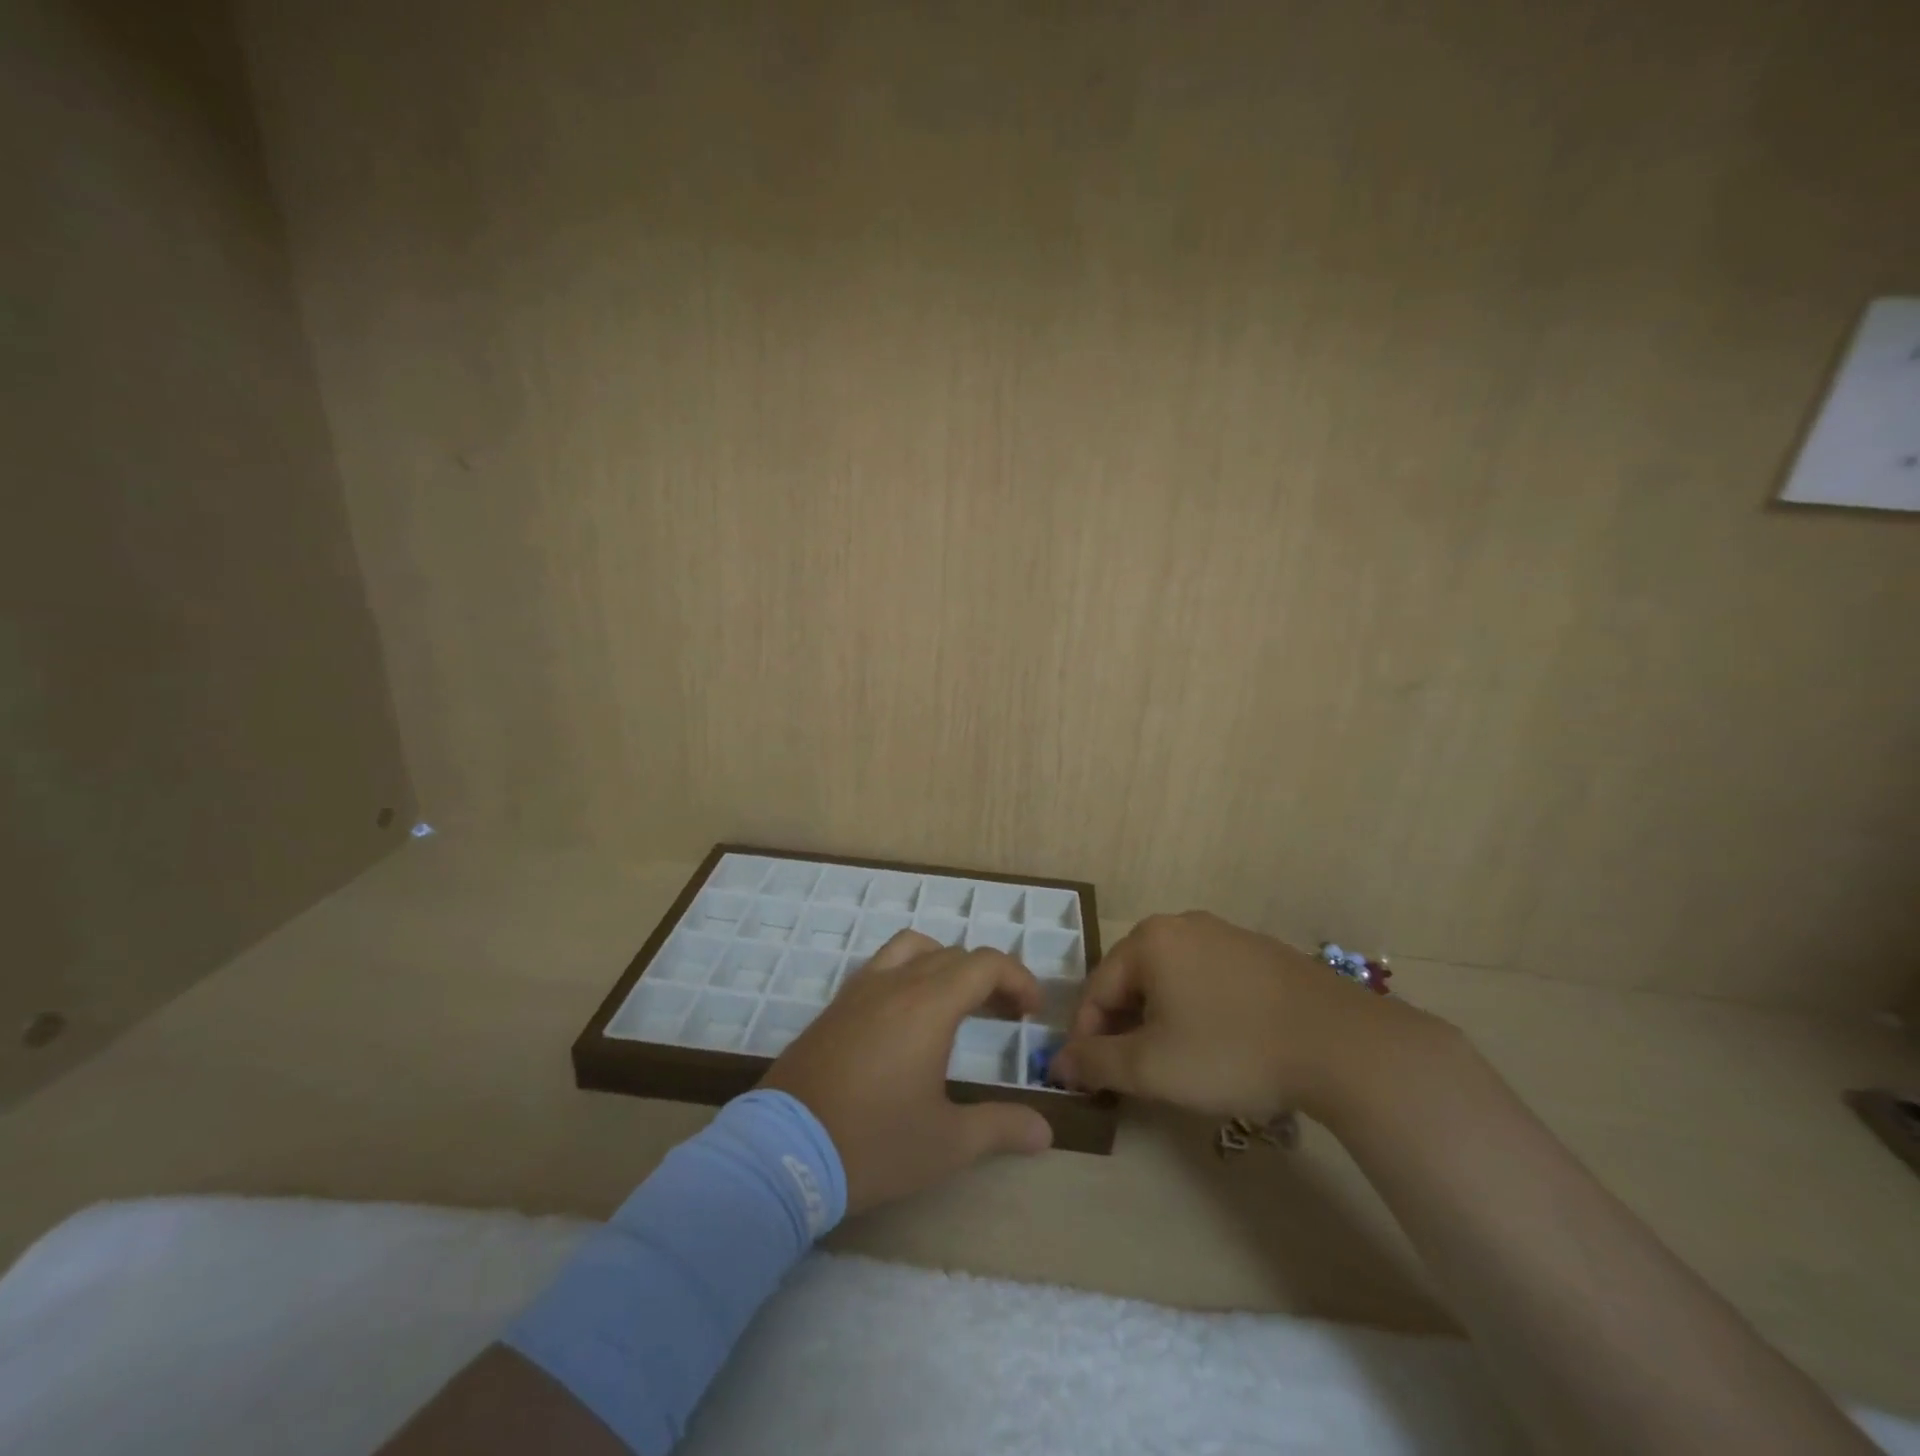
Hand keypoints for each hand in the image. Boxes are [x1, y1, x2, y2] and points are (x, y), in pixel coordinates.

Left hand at [760, 931, 1053, 1213]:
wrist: (783, 1152)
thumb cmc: (873, 1143)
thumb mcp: (947, 1144)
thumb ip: (1001, 1127)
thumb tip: (1046, 1130)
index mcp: (929, 1005)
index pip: (985, 964)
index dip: (1017, 978)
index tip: (1031, 1011)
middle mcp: (896, 983)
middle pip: (954, 955)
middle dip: (988, 977)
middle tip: (1006, 1015)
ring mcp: (860, 990)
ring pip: (913, 949)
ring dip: (945, 964)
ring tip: (957, 1002)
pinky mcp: (835, 1006)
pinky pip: (881, 966)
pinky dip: (909, 973)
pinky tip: (908, 1018)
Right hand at [1050, 911, 1443, 1122]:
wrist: (1342, 1044)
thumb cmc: (1231, 1050)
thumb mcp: (1152, 1067)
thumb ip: (1096, 1063)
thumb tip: (1058, 1063)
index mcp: (1149, 940)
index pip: (1097, 988)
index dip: (1086, 1037)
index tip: (1088, 1080)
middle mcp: (1182, 924)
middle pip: (1132, 979)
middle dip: (1123, 1027)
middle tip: (1128, 1075)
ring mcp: (1226, 934)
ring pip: (1171, 979)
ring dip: (1158, 1020)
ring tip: (1171, 1063)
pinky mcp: (1261, 953)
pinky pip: (1208, 979)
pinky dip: (1196, 1010)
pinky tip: (1217, 1044)